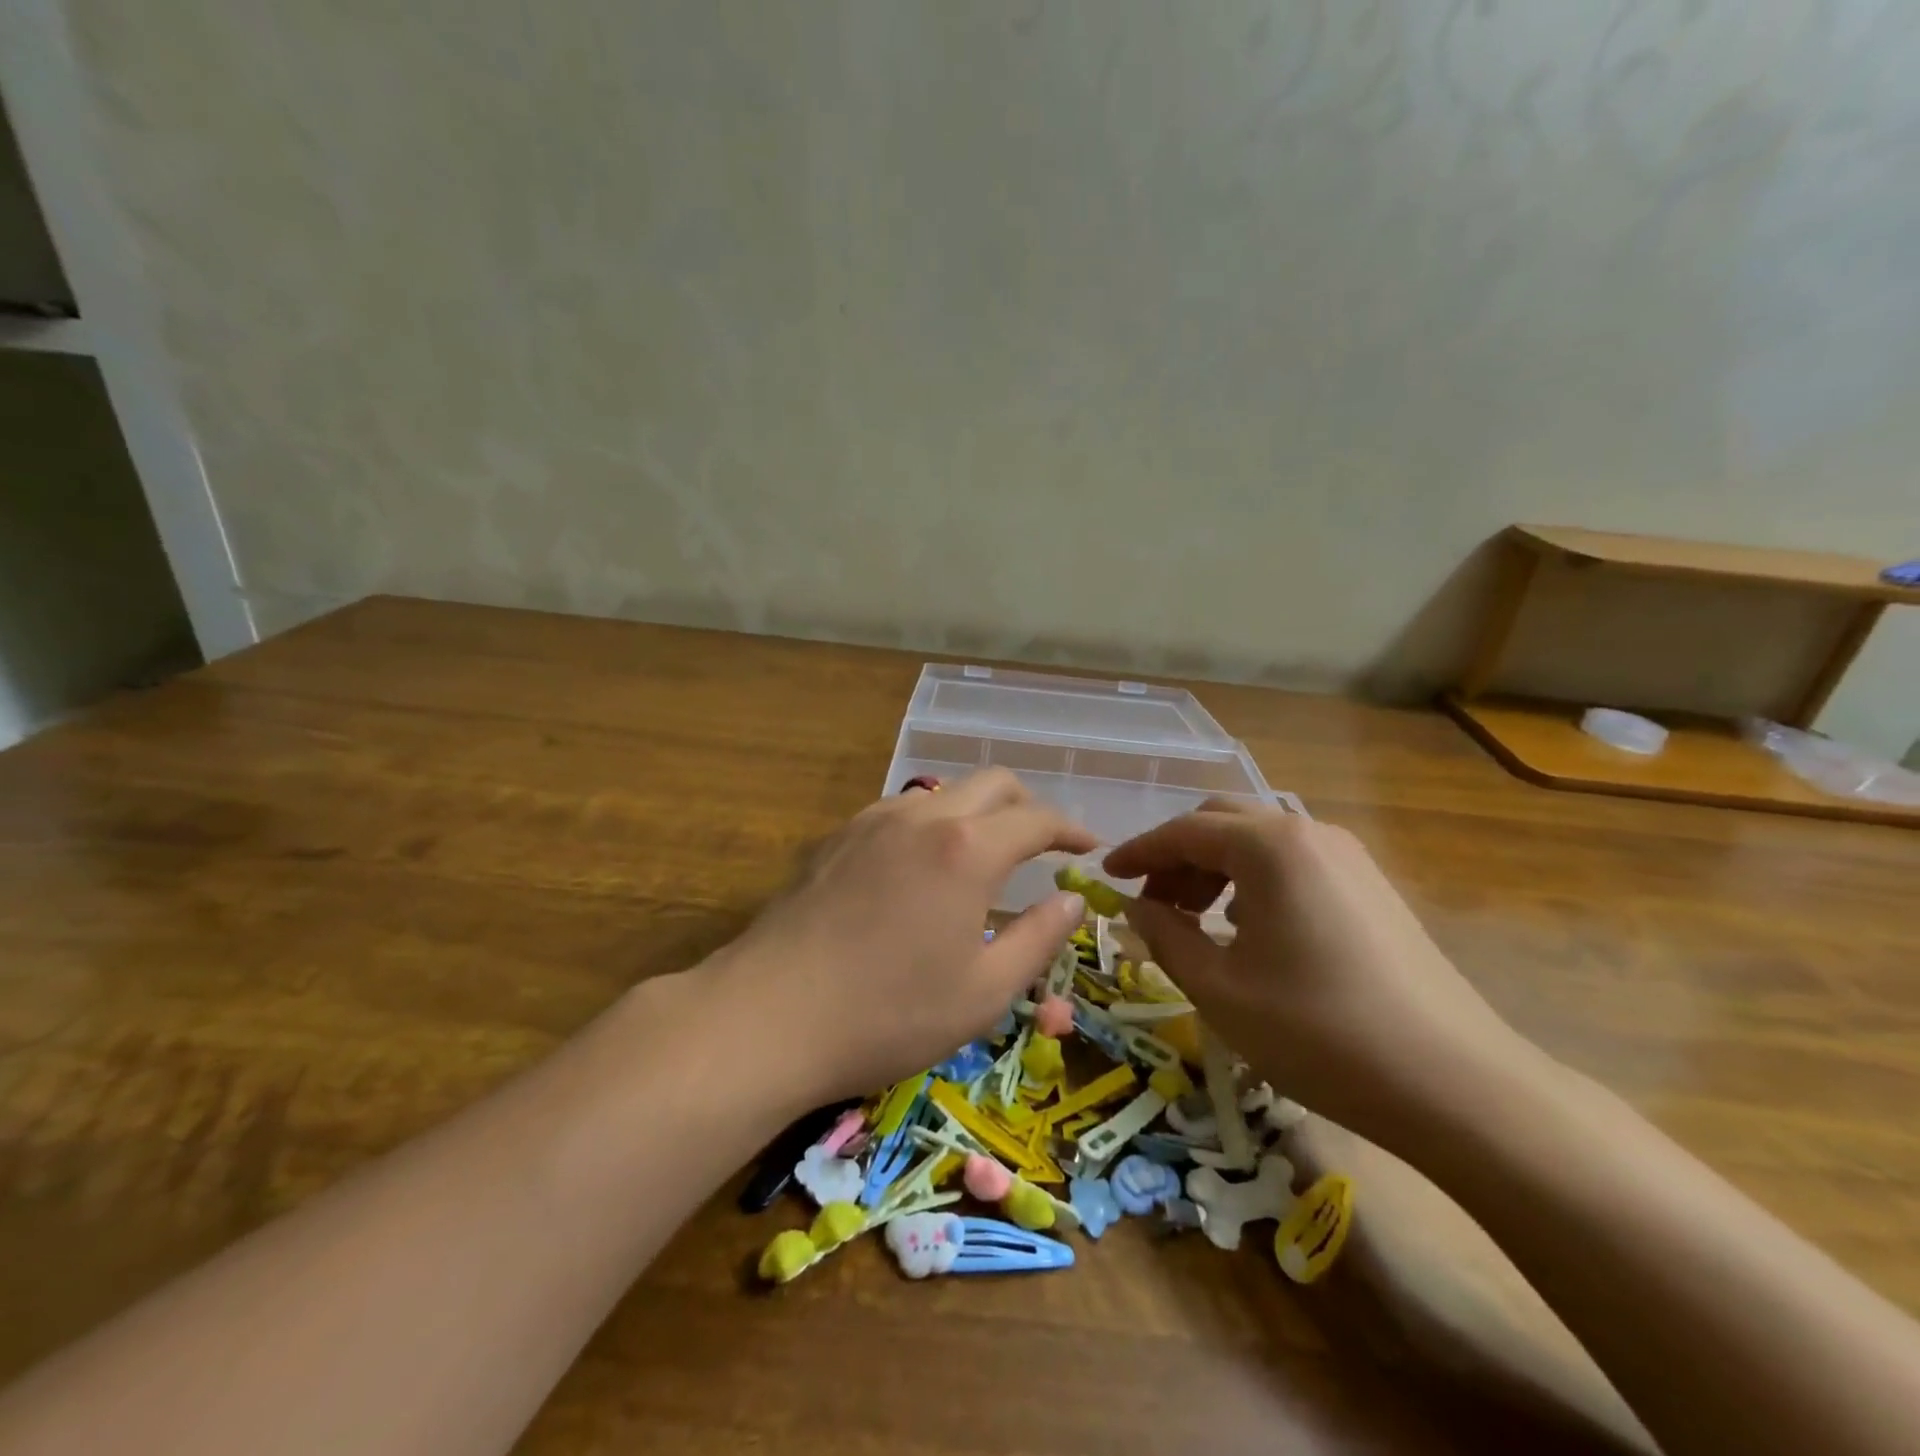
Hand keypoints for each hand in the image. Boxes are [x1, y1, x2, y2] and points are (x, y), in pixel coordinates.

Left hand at [709, 770, 1096, 1103]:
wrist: (769, 1015)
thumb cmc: (888, 1014)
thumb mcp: (983, 992)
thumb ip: (1038, 938)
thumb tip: (1072, 900)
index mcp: (967, 849)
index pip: (1036, 818)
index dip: (1071, 828)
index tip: (1088, 845)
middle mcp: (921, 817)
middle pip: (991, 784)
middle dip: (1027, 805)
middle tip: (1043, 843)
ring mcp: (871, 821)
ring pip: (942, 793)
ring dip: (977, 811)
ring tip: (984, 853)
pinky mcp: (835, 838)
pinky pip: (900, 812)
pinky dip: (931, 824)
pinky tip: (921, 867)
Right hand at [1103, 802, 1532, 1145]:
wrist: (1454, 1084)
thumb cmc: (1319, 1032)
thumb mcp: (1219, 989)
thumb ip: (1165, 936)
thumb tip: (1137, 907)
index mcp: (1269, 847)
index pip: (1183, 831)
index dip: (1138, 851)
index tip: (1107, 875)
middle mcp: (1308, 833)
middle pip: (1222, 822)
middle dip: (1177, 855)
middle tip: (1151, 902)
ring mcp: (1347, 857)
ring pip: (1259, 840)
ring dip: (1215, 867)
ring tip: (1195, 919)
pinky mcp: (1371, 886)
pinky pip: (1293, 863)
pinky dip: (1253, 880)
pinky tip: (1248, 930)